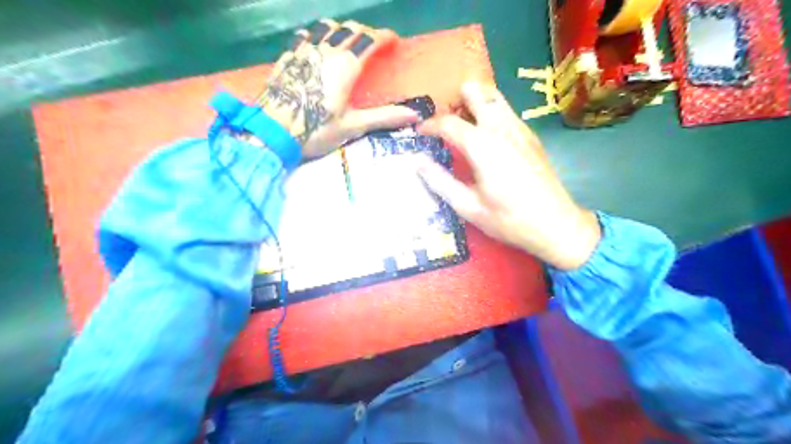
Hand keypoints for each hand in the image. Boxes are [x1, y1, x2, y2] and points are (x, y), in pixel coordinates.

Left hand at [260, 18, 419, 157]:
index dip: (384, 37)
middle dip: (366, 32)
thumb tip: (415, 114)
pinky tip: (317, 42)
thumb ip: (385, 116)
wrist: (272, 131)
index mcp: (346, 65)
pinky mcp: (288, 56)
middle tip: (374, 44)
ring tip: (349, 39)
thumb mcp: (353, 126)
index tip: (394, 41)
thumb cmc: (315, 130)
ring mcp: (305, 50)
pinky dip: (318, 34)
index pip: (370, 40)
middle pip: (351, 29)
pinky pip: (306, 35)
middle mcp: (327, 50)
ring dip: (343, 29)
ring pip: (327, 27)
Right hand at [420, 82, 599, 270]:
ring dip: (473, 103)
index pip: (447, 122)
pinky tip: (486, 139)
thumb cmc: (509, 219)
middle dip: (454, 101)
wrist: (556, 224)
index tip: (419, 133)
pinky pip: (505, 110)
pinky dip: (489, 113)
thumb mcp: (468, 207)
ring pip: (493, 96)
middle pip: (475, 90)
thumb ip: (440, 181)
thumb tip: (417, 162)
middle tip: (445, 124)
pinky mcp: (530, 135)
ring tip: (463, 128)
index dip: (429, 125)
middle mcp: (501, 127)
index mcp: (482, 145)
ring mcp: (519, 128)